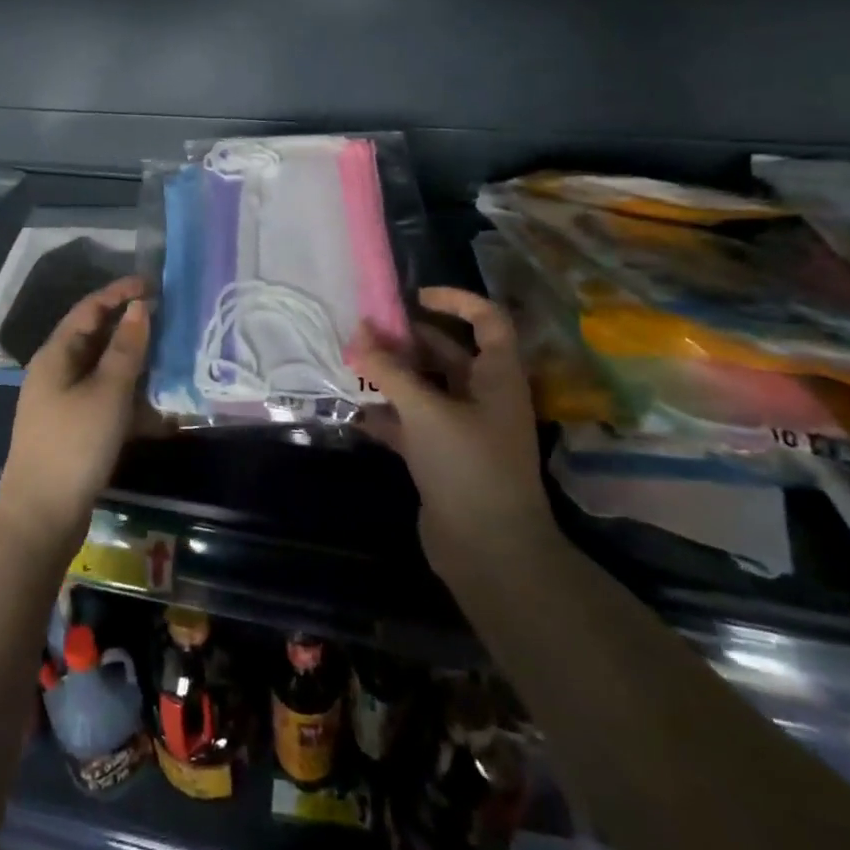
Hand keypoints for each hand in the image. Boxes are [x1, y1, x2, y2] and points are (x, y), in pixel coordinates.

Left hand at [0, 275, 148, 558]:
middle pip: (96, 337)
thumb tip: (139, 308)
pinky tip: (160, 411)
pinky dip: (131, 399)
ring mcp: (63, 403)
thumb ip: (126, 348)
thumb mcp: (107, 392)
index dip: (119, 292)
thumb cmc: (75, 445)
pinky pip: (106, 401)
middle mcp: (56, 373)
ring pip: (104, 371)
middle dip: (131, 327)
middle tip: (168, 318)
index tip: (154, 283)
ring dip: (135, 364)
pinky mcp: (74, 430)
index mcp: (56, 355)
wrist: (42, 517)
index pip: (89, 309)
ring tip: (171, 359)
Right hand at [349, 287, 557, 579]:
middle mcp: (483, 397)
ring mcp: (462, 429)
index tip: (414, 297)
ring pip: (425, 388)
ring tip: (352, 364)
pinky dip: (387, 414)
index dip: (456, 301)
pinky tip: (356, 411)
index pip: (487, 320)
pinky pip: (411, 423)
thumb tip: (359, 333)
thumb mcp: (426, 411)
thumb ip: (389, 371)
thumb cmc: (468, 467)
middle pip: (447, 353)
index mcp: (497, 377)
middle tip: (365, 331)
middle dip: (407, 340)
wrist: (490, 552)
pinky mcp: (441, 457)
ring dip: (392, 376)